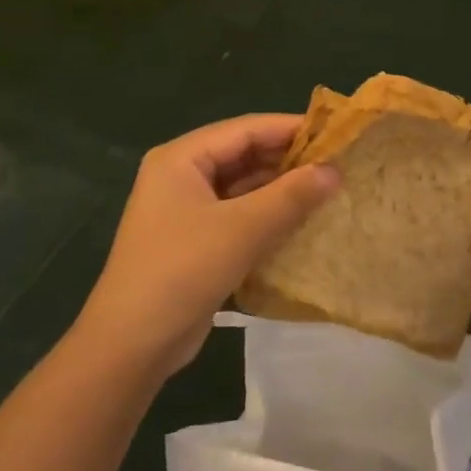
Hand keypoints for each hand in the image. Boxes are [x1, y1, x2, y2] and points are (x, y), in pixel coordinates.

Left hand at [77, 114, 339, 378]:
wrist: (132, 342)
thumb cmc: (183, 270)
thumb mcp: (242, 229)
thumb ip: (290, 196)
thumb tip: (334, 170)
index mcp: (181, 158)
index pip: (244, 129)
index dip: (290, 128)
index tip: (335, 133)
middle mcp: (180, 175)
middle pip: (242, 155)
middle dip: (287, 160)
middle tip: (338, 164)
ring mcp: (184, 210)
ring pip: (241, 188)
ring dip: (279, 190)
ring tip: (328, 190)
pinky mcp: (193, 241)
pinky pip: (236, 216)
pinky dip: (266, 216)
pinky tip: (300, 222)